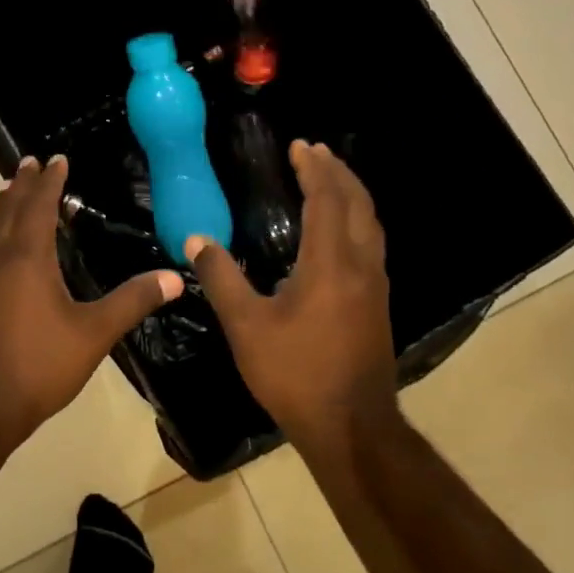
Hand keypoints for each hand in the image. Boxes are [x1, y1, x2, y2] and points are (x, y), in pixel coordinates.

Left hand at [0, 156, 182, 446]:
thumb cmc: (36, 366)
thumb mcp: (93, 334)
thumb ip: (132, 301)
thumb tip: (176, 276)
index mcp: (26, 257)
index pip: (39, 205)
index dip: (50, 180)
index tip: (57, 158)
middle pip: (7, 208)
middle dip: (22, 184)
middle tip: (31, 162)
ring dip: (3, 207)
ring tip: (11, 193)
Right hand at [185, 141, 396, 445]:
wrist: (351, 427)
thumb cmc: (295, 374)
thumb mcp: (246, 326)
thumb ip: (221, 278)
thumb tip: (196, 239)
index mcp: (330, 264)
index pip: (327, 199)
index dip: (313, 169)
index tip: (299, 145)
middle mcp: (361, 266)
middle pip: (357, 203)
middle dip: (338, 172)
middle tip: (315, 152)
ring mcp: (375, 286)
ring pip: (370, 224)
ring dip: (351, 194)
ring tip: (329, 179)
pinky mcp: (377, 304)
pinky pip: (370, 243)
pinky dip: (355, 219)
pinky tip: (339, 231)